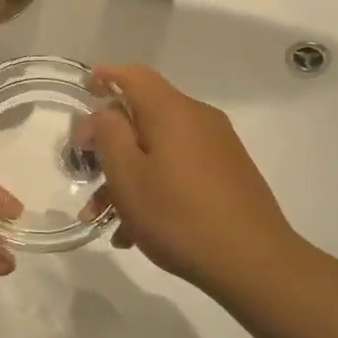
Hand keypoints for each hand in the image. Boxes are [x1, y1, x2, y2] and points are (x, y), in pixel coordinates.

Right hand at [85, 65, 306, 295]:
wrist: (254, 262)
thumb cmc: (178, 215)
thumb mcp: (127, 174)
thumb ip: (109, 134)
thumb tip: (106, 112)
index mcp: (172, 111)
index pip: (134, 75)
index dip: (106, 77)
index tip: (83, 89)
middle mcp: (198, 119)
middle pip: (144, 115)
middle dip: (109, 142)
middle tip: (83, 169)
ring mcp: (217, 148)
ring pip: (158, 148)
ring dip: (127, 174)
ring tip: (101, 216)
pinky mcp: (227, 174)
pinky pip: (178, 169)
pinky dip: (153, 187)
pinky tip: (134, 231)